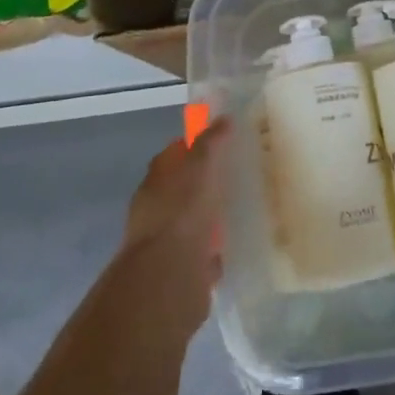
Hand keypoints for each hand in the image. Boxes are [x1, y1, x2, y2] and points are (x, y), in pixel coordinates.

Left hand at [119, 118, 229, 327]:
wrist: (169, 275)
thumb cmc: (182, 211)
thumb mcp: (200, 167)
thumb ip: (210, 143)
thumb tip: (223, 119)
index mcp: (156, 181)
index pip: (172, 155)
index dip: (193, 145)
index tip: (219, 142)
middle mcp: (156, 209)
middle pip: (181, 189)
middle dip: (203, 183)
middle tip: (235, 175)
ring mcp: (166, 242)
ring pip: (191, 222)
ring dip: (208, 217)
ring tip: (238, 210)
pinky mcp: (179, 270)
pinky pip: (200, 254)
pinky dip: (212, 250)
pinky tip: (233, 247)